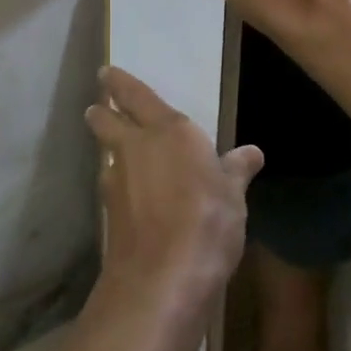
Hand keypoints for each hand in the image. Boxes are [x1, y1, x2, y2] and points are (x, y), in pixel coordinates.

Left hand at [84, 67, 261, 310]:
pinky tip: (129, 196)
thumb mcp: (232, 196)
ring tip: (118, 153)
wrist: (163, 278)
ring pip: (107, 153)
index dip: (119, 83)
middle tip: (98, 107)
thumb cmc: (208, 223)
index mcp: (169, 131)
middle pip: (106, 120)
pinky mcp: (108, 212)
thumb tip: (252, 152)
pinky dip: (118, 184)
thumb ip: (236, 170)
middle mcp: (136, 147)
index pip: (136, 95)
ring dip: (109, 150)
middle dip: (101, 111)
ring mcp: (116, 180)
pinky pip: (111, 185)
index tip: (106, 73)